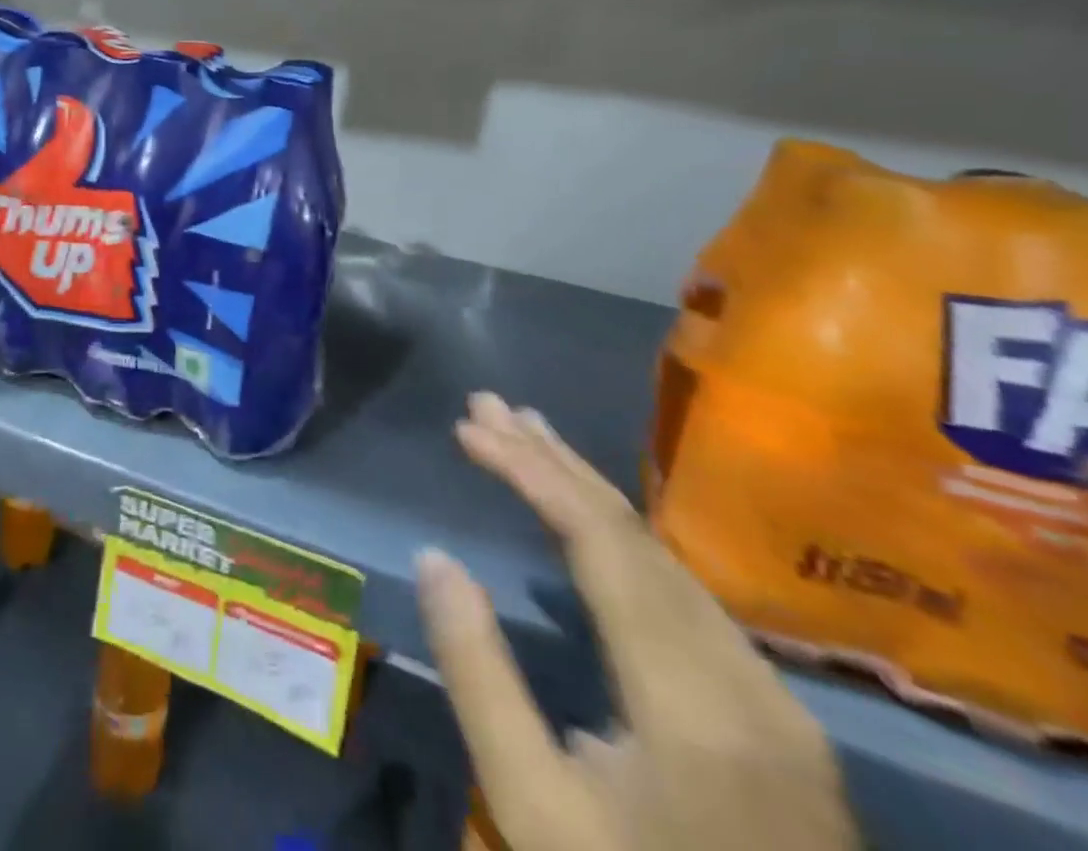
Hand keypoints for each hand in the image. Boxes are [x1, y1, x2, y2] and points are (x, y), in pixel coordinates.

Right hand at [419, 393, 857, 850]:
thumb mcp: (530, 806)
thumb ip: (480, 675)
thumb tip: (435, 558)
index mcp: (694, 708)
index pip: (604, 544)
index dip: (532, 471)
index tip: (469, 427)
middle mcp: (749, 685)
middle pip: (639, 537)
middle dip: (555, 462)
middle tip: (487, 407)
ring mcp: (775, 702)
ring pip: (668, 559)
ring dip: (588, 491)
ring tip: (526, 437)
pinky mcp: (776, 718)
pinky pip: (685, 593)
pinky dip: (623, 538)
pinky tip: (587, 519)